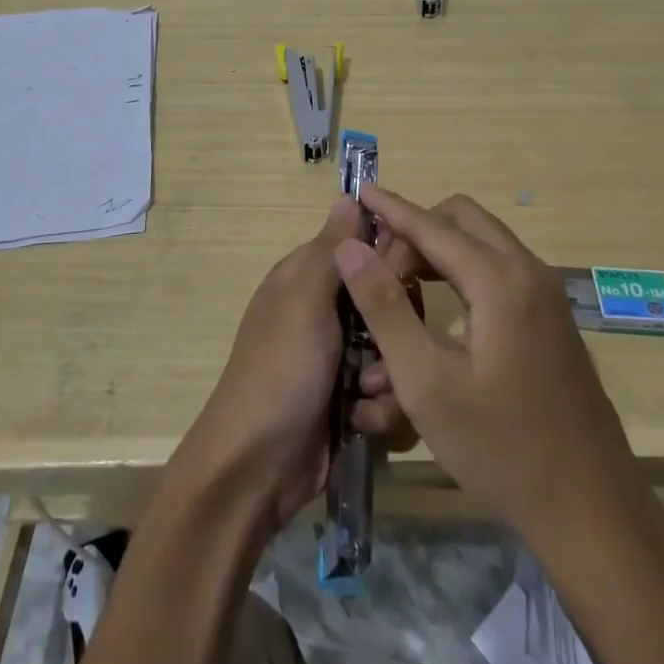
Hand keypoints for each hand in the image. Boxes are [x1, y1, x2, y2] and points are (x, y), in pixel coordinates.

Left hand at [179, 196, 417, 528]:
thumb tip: (350, 194)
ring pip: (394, 347)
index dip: (390, 256)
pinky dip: (381, 406)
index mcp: (308, 277)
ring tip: (367, 391)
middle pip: (387, 300)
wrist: (256, 468)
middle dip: (394, 325)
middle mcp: (326, 311)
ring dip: (389, 372)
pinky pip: (388, 390)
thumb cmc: (280, 369)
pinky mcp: (351, 401)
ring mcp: (339, 358)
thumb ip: (332, 249)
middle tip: (383, 345)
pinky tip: (364, 421)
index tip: (407, 276)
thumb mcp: (304, 299)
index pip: (363, 246)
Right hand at [333, 189, 634, 537]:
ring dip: (440, 249)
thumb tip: (350, 248)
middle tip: (381, 267)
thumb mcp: (426, 382)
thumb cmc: (500, 447)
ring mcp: (546, 295)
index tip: (359, 191)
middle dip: (417, 230)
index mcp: (499, 280)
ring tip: (400, 286)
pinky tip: (439, 311)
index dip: (392, 208)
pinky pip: (500, 270)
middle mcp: (528, 271)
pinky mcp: (551, 319)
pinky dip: (464, 270)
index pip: (432, 226)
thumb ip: (385, 307)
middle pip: (463, 219)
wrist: (591, 510)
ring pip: (483, 242)